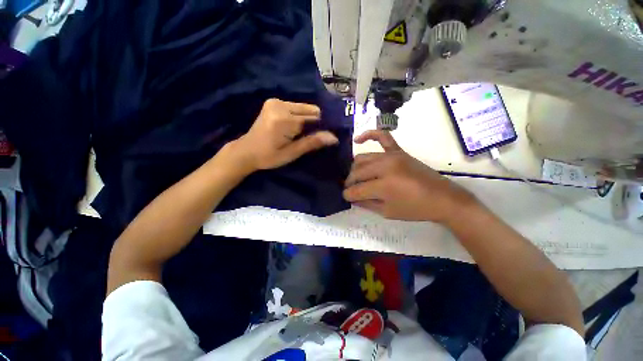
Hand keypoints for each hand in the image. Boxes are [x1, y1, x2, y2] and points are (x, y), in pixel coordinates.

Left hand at [230, 98, 338, 170]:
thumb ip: (312, 142)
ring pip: (304, 108)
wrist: (246, 151)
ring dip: (306, 120)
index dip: (321, 127)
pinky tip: (293, 128)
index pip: (314, 118)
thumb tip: (334, 137)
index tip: (324, 138)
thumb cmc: (269, 156)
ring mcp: (275, 101)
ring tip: (299, 134)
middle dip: (314, 123)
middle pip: (310, 110)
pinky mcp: (273, 102)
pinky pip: (295, 108)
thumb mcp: (292, 153)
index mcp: (284, 119)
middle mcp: (280, 105)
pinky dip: (299, 117)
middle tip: (309, 137)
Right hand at [343, 130, 477, 223]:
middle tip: (350, 189)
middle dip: (349, 182)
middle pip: (357, 173)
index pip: (356, 189)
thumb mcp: (387, 212)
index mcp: (383, 186)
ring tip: (356, 177)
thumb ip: (366, 203)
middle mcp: (385, 167)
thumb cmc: (415, 209)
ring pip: (363, 158)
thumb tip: (352, 197)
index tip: (346, 197)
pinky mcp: (399, 151)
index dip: (348, 195)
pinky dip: (369, 135)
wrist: (443, 198)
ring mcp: (392, 156)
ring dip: (355, 169)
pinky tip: (357, 139)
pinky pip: (383, 136)